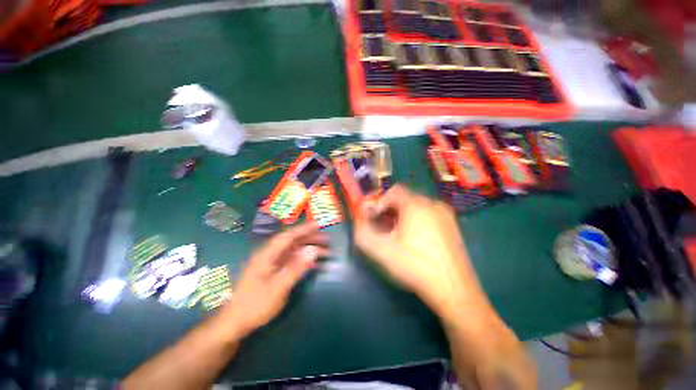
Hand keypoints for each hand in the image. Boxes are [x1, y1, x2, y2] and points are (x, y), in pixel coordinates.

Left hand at [220, 223, 327, 338]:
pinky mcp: (274, 272)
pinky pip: (292, 262)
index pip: (288, 236)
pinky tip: (315, 265)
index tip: (318, 224)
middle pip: (292, 242)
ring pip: (294, 252)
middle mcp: (270, 255)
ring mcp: (272, 264)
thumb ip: (296, 267)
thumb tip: (313, 250)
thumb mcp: (278, 287)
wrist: (235, 323)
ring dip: (309, 250)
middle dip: (310, 239)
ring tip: (326, 252)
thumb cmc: (255, 304)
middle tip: (327, 239)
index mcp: (267, 254)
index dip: (303, 229)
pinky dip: (304, 261)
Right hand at [353, 184, 483, 313]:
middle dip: (391, 209)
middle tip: (386, 228)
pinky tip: (416, 238)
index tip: (376, 218)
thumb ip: (363, 232)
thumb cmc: (415, 266)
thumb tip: (358, 219)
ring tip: (400, 234)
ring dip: (404, 215)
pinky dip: (417, 219)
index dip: (381, 202)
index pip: (393, 191)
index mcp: (416, 205)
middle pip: (405, 198)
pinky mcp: (452, 224)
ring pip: (417, 205)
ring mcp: (445, 214)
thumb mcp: (382, 250)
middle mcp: (433, 203)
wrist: (454, 289)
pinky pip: (429, 213)